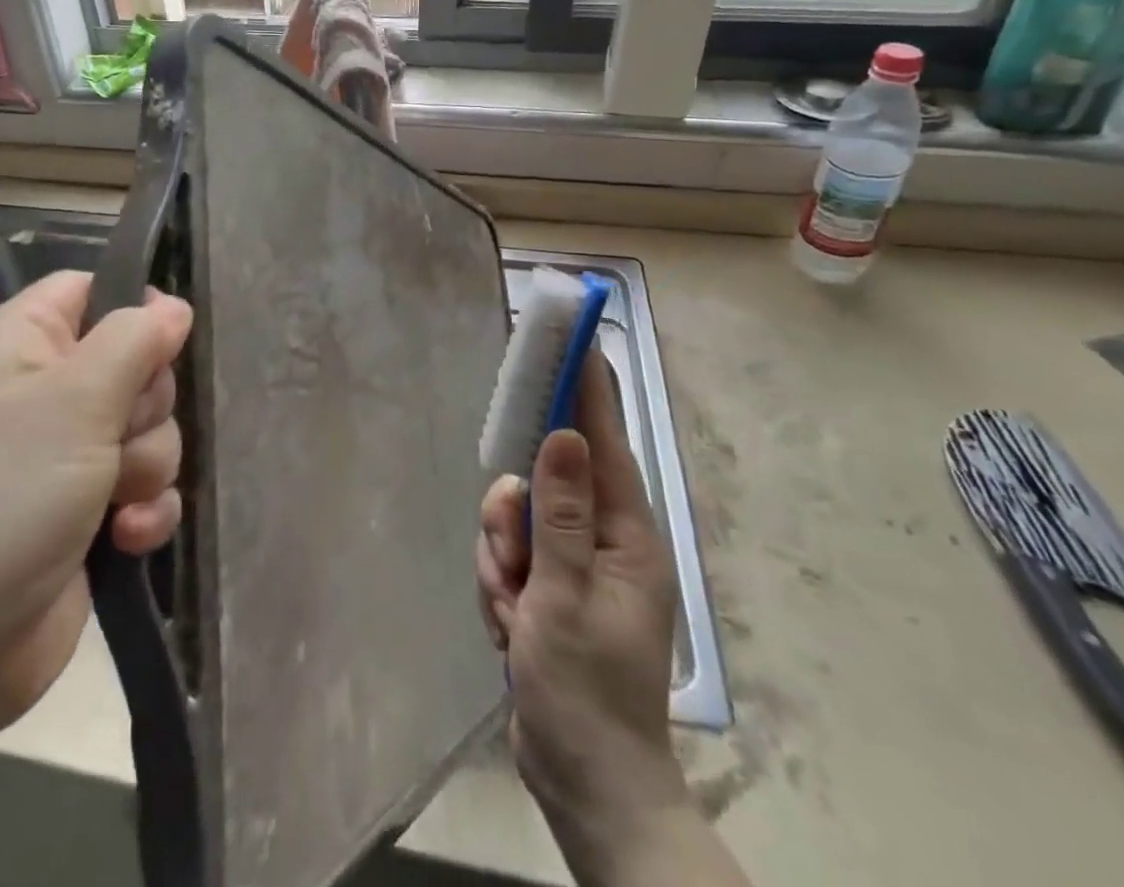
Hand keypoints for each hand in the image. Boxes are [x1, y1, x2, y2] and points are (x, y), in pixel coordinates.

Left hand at [0, 271, 190, 742]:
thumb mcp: (74, 402)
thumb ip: (134, 341)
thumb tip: (172, 305)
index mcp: (20, 343)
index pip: (91, 289)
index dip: (135, 308)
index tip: (165, 344)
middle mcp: (40, 392)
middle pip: (134, 362)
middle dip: (146, 406)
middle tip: (115, 437)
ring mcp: (61, 457)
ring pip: (148, 429)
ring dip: (147, 465)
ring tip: (112, 502)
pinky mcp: (82, 516)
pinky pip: (144, 488)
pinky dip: (144, 511)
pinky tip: (126, 539)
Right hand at [475, 357, 688, 849]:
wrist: (582, 783)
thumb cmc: (585, 690)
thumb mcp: (565, 596)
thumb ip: (562, 512)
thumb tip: (566, 434)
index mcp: (625, 533)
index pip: (603, 440)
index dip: (585, 388)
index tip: (570, 340)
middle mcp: (600, 537)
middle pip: (540, 479)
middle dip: (512, 520)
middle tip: (512, 562)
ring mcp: (570, 561)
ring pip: (514, 519)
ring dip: (500, 562)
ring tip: (513, 613)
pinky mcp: (545, 585)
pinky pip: (505, 555)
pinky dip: (498, 586)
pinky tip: (510, 628)